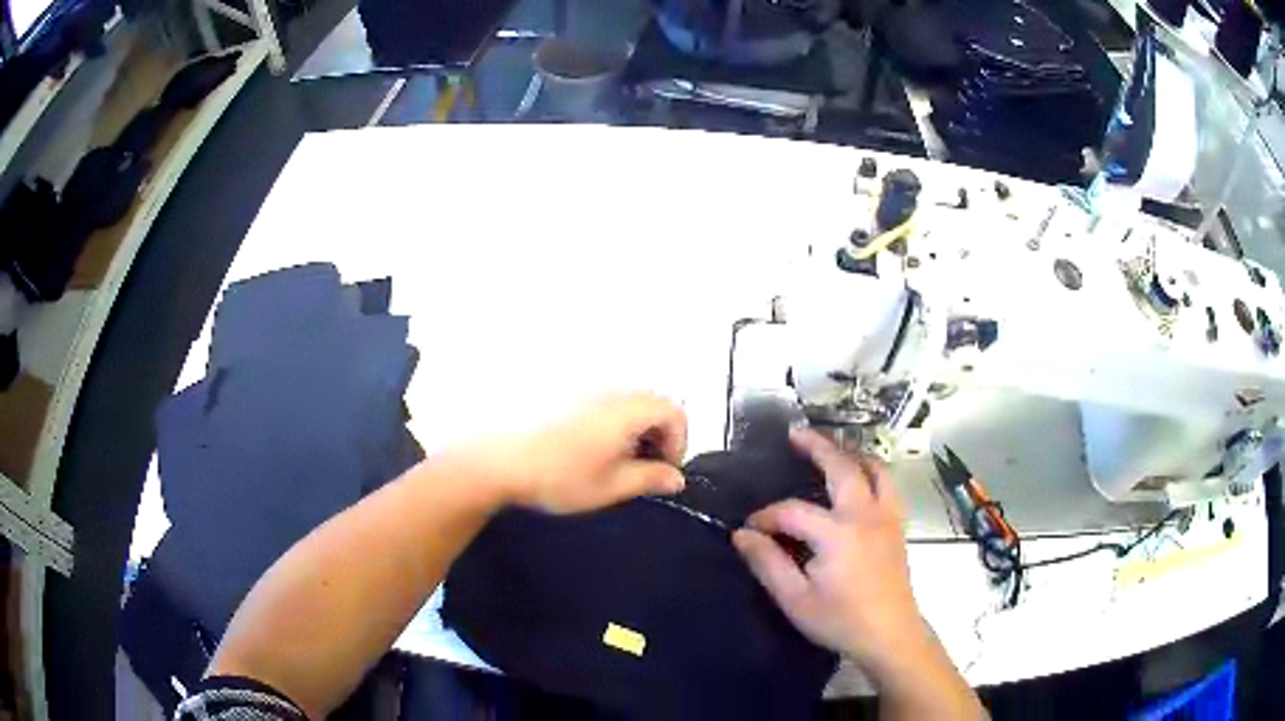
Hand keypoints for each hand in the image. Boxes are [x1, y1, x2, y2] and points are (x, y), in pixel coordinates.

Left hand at [467, 393, 687, 513]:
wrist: (496, 459)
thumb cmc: (558, 475)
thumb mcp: (610, 486)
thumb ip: (650, 479)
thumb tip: (676, 478)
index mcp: (628, 407)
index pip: (675, 413)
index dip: (678, 444)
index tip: (663, 472)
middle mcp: (610, 387)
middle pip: (652, 403)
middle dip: (657, 436)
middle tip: (640, 469)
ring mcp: (584, 384)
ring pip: (627, 401)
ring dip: (633, 428)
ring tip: (612, 460)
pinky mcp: (562, 388)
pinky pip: (601, 399)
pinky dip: (609, 420)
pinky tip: (587, 446)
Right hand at [732, 429, 926, 676]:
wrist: (890, 635)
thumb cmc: (841, 620)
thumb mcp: (795, 600)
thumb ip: (768, 564)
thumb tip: (741, 535)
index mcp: (837, 533)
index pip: (793, 512)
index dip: (767, 517)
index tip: (749, 530)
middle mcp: (866, 514)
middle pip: (842, 467)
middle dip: (817, 447)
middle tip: (795, 433)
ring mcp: (887, 517)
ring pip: (874, 469)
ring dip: (851, 453)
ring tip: (832, 448)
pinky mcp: (898, 526)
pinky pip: (888, 485)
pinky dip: (872, 471)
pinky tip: (861, 479)